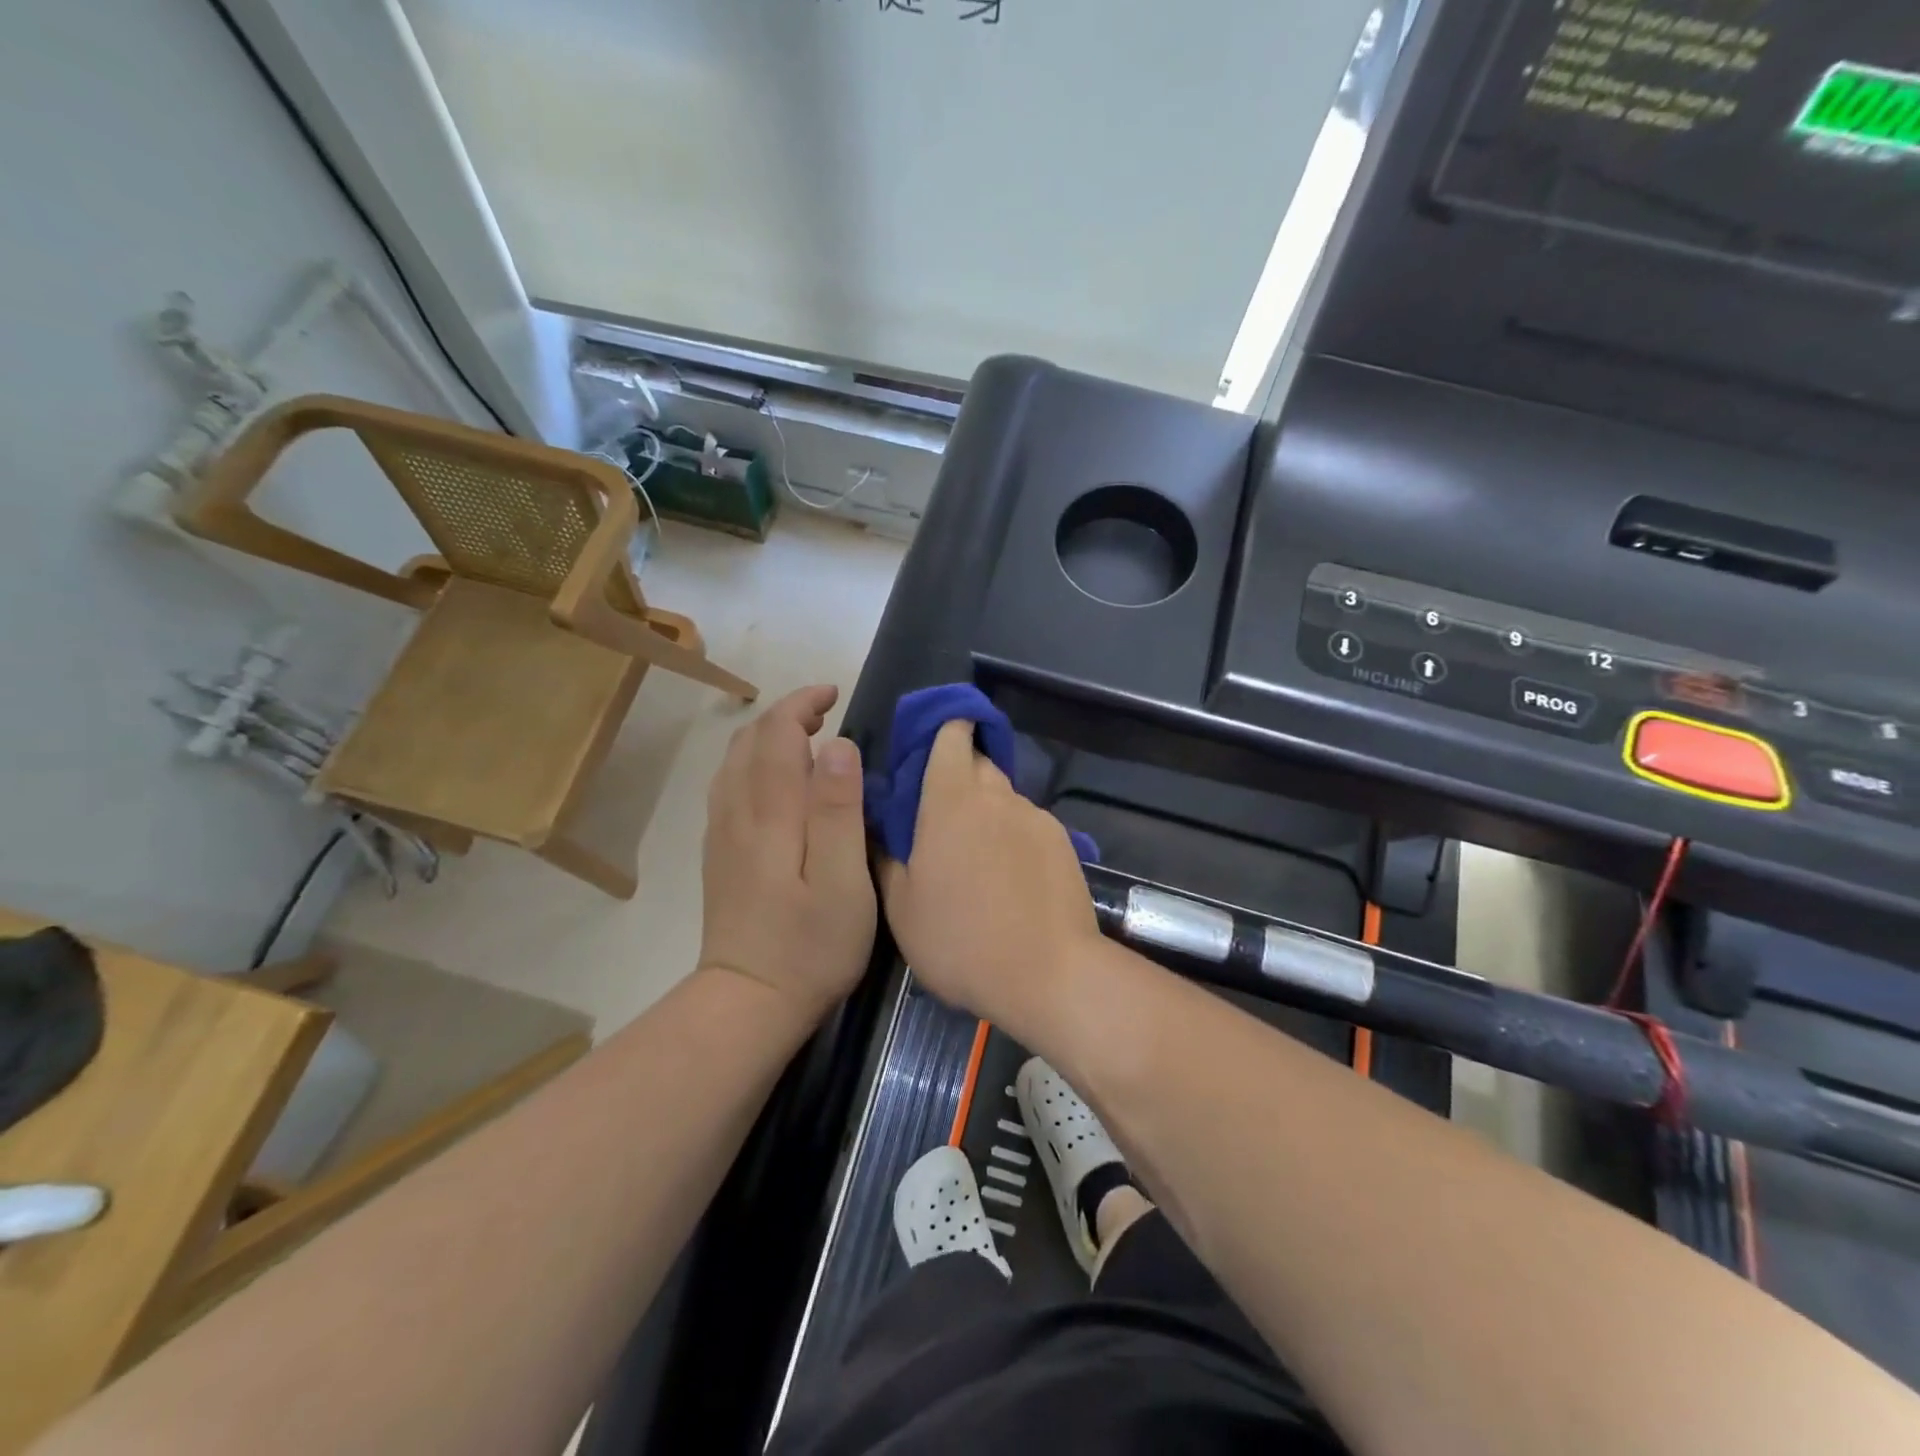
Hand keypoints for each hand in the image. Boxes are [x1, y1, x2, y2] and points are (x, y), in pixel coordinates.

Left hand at [700, 685, 875, 1023]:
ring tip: (805, 738)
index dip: (802, 703)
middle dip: (785, 714)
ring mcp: (721, 834)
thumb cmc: (810, 945)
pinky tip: (776, 782)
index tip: (835, 694)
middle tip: (826, 712)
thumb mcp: (842, 882)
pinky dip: (754, 763)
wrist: (748, 1003)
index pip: (776, 734)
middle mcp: (736, 812)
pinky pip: (729, 786)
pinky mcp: (719, 855)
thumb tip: (837, 745)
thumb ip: (839, 810)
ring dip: (767, 736)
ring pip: (734, 762)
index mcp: (769, 813)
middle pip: (749, 741)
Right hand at [879, 721, 1100, 1030]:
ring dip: (988, 813)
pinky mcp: (1065, 842)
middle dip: (961, 776)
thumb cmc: (960, 941)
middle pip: (980, 764)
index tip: (929, 744)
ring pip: (1005, 798)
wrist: (1049, 975)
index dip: (944, 728)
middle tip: (942, 817)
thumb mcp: (902, 908)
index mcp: (951, 801)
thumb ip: (887, 857)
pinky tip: (1012, 880)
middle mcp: (997, 796)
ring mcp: (1035, 818)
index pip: (953, 735)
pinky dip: (1015, 838)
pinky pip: (1030, 826)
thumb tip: (879, 828)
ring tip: (978, 861)